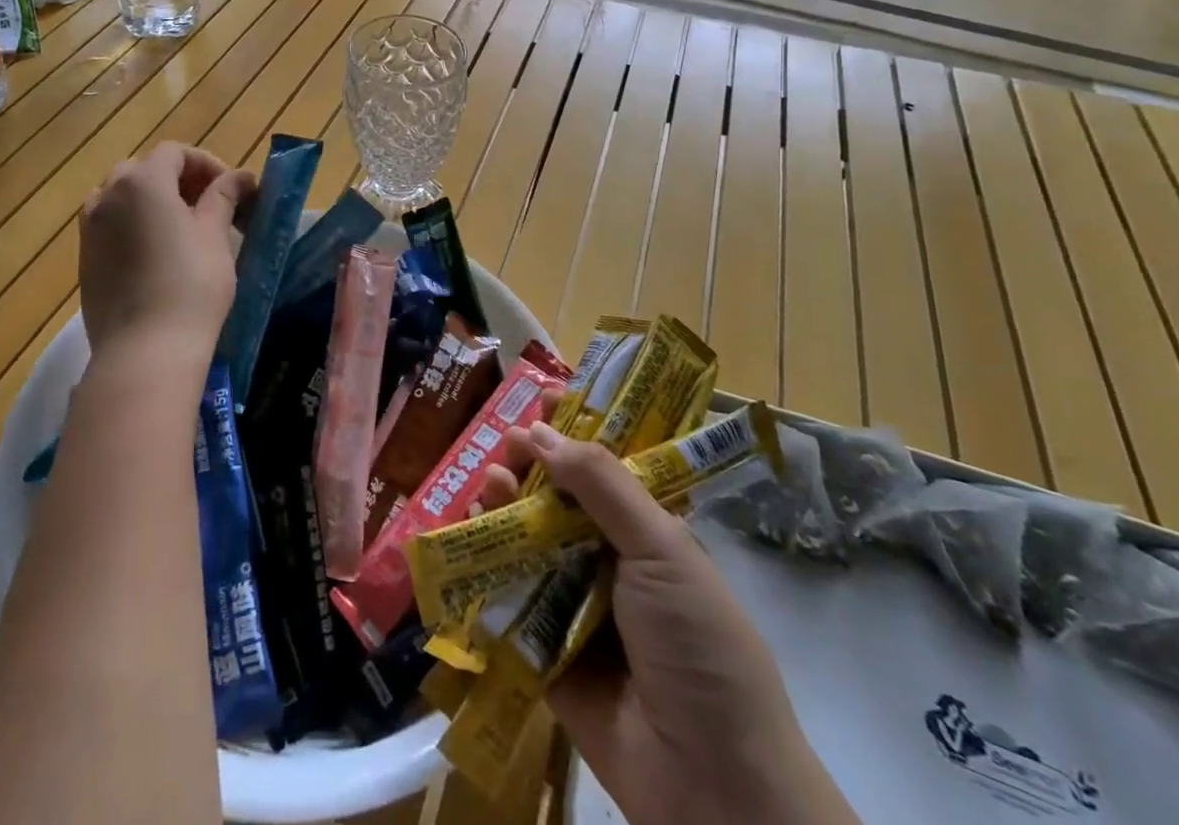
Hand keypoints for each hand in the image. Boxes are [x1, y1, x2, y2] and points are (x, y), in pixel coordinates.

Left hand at [78, 143, 254, 391]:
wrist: (146, 351)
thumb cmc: (191, 285)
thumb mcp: (216, 236)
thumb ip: (224, 197)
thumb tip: (240, 176)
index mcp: (143, 181)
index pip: (175, 152)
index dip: (206, 163)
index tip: (231, 189)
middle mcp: (108, 195)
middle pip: (144, 169)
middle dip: (178, 179)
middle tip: (208, 206)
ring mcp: (90, 228)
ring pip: (122, 196)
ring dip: (152, 200)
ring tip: (181, 228)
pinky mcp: (84, 259)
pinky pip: (109, 224)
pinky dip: (133, 224)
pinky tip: (156, 254)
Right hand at [480, 424, 857, 824]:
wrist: (709, 784)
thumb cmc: (699, 645)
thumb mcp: (663, 550)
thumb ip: (602, 486)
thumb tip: (541, 432)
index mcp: (648, 532)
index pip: (607, 465)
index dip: (576, 429)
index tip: (543, 395)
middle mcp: (610, 559)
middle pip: (559, 497)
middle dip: (531, 464)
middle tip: (506, 443)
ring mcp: (576, 602)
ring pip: (529, 538)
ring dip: (505, 504)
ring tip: (489, 483)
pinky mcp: (543, 645)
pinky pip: (509, 592)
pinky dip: (485, 561)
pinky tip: (469, 531)